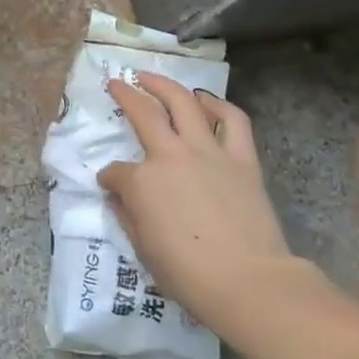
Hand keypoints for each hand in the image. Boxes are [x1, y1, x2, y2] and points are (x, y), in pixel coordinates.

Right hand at [97, 75, 301, 323]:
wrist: (248, 281)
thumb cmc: (187, 274)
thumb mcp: (142, 249)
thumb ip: (126, 215)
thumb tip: (118, 196)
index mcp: (140, 181)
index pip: (115, 172)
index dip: (110, 179)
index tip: (110, 186)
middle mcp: (170, 155)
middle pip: (143, 113)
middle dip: (125, 95)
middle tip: (116, 83)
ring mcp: (207, 152)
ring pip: (183, 103)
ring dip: (164, 85)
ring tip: (151, 77)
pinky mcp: (241, 159)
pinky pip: (232, 120)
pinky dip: (218, 105)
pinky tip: (206, 101)